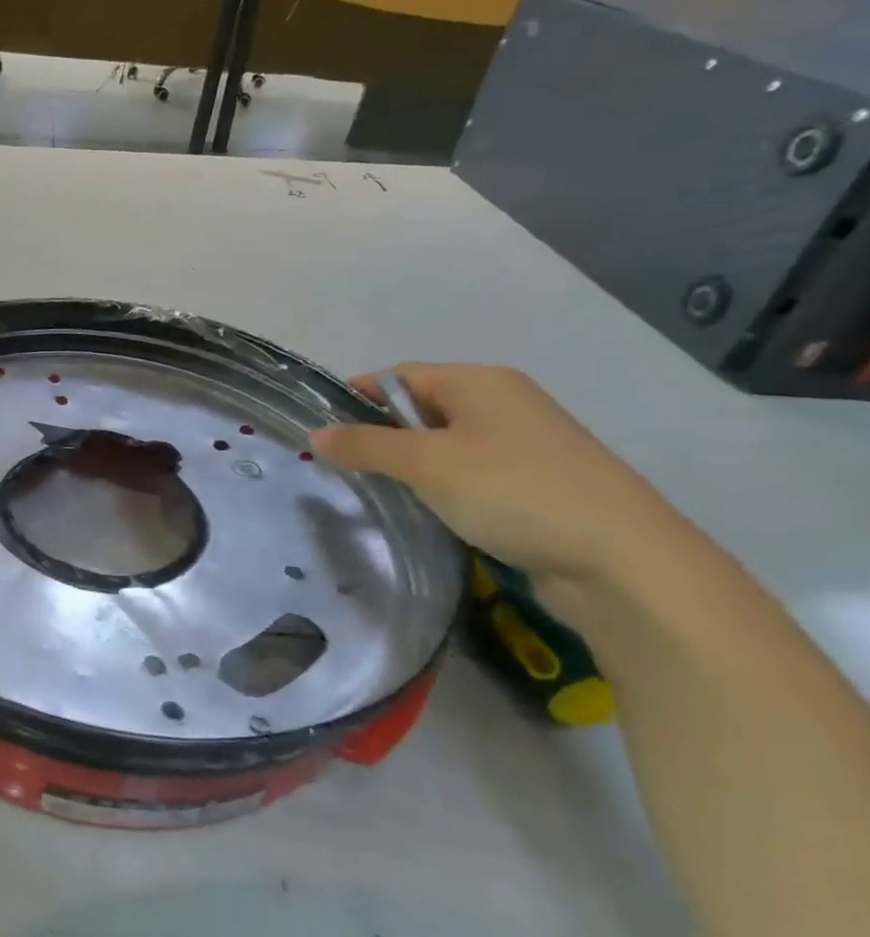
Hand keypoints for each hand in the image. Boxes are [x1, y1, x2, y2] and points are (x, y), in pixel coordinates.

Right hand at [309, 364, 691, 586]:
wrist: (622, 560)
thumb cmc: (512, 491)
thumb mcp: (425, 464)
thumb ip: (364, 445)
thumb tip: (314, 434)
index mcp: (480, 382)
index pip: (400, 376)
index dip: (357, 398)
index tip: (322, 431)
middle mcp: (505, 403)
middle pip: (421, 408)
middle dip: (381, 434)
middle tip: (345, 467)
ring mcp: (526, 444)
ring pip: (445, 444)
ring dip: (411, 465)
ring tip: (380, 492)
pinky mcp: (537, 484)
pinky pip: (471, 473)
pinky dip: (443, 487)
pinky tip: (429, 511)